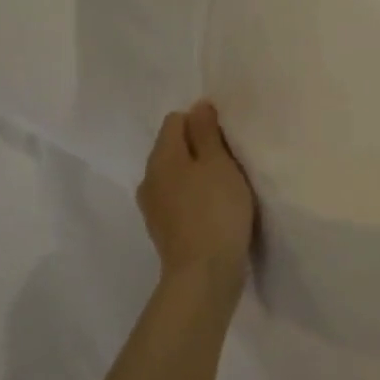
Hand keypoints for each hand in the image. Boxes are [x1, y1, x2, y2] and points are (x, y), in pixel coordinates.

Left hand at [137, 101, 256, 292]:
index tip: (226, 139)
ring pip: (175, 174)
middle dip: (199, 148)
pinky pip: (178, 198)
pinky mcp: (163, 229)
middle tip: (230, 161)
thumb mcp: (218, 163)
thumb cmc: (216, 210)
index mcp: (161, 157)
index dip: (202, 122)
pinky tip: (214, 209)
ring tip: (224, 186)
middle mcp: (149, 178)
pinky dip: (194, 196)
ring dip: (197, 174)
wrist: (203, 274)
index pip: (175, 120)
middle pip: (173, 147)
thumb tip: (197, 106)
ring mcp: (153, 206)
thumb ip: (206, 132)